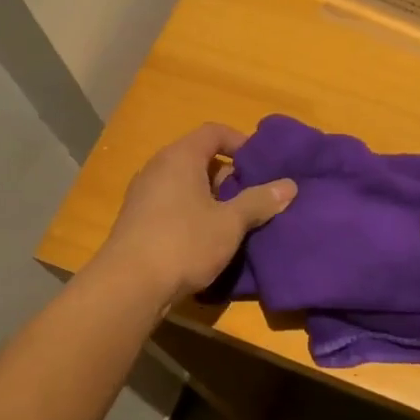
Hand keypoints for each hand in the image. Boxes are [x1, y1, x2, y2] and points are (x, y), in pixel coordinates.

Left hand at [94, 123, 296, 303]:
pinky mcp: (137, 220)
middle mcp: (157, 168)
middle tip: (254, 195)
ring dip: (212, 197)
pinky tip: (208, 238)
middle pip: (199, 157)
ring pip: (186, 184)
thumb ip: (260, 201)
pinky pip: (172, 204)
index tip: (261, 165)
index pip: (214, 132)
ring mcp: (143, 194)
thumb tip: (290, 185)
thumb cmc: (184, 243)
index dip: (241, 142)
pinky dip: (193, 212)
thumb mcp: (230, 223)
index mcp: (180, 157)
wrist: (129, 286)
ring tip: (236, 219)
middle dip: (229, 174)